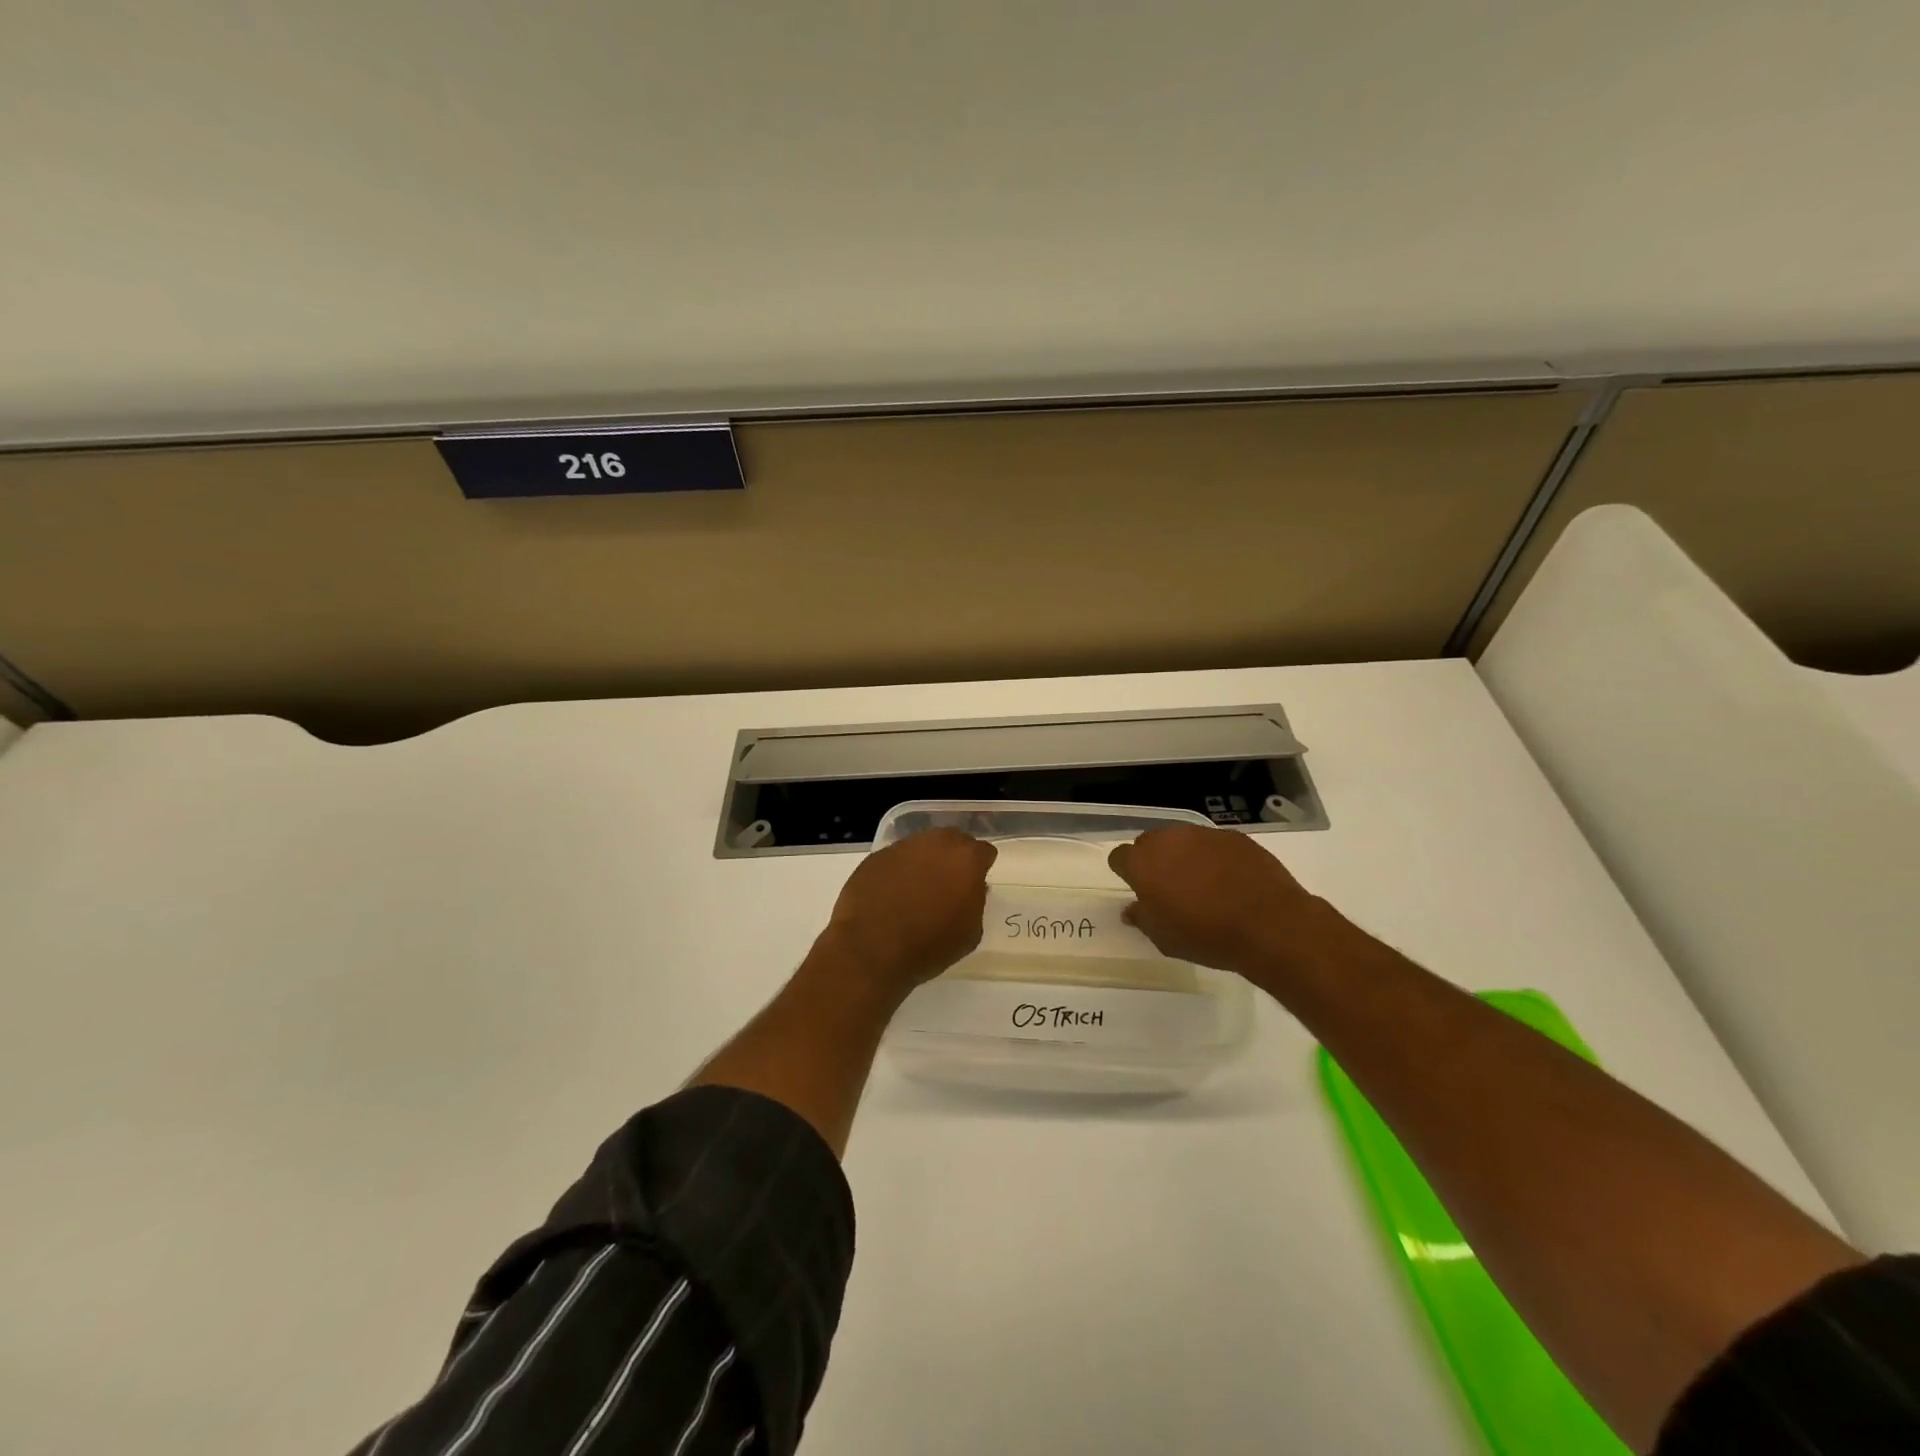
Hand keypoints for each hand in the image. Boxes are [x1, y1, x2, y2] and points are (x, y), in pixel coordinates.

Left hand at [819, 828, 997, 997]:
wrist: (870, 948)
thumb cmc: (928, 945)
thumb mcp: (970, 933)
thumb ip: (977, 903)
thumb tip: (971, 888)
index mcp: (966, 859)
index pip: (984, 852)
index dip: (981, 868)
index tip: (974, 885)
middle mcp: (936, 843)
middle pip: (953, 841)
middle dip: (954, 858)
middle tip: (948, 884)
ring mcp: (903, 846)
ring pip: (922, 847)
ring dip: (925, 862)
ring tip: (917, 891)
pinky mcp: (876, 856)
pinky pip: (896, 859)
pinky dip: (899, 871)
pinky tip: (892, 895)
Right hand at [1107, 825, 1340, 985]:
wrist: (1268, 924)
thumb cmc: (1206, 935)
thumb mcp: (1164, 938)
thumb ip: (1142, 918)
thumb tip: (1131, 909)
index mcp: (1143, 863)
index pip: (1119, 857)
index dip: (1126, 872)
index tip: (1137, 889)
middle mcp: (1168, 839)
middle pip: (1149, 843)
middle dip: (1154, 861)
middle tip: (1168, 888)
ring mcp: (1203, 834)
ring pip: (1182, 840)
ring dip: (1184, 856)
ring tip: (1201, 884)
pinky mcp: (1234, 836)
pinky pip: (1213, 844)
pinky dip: (1214, 857)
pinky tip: (1229, 880)